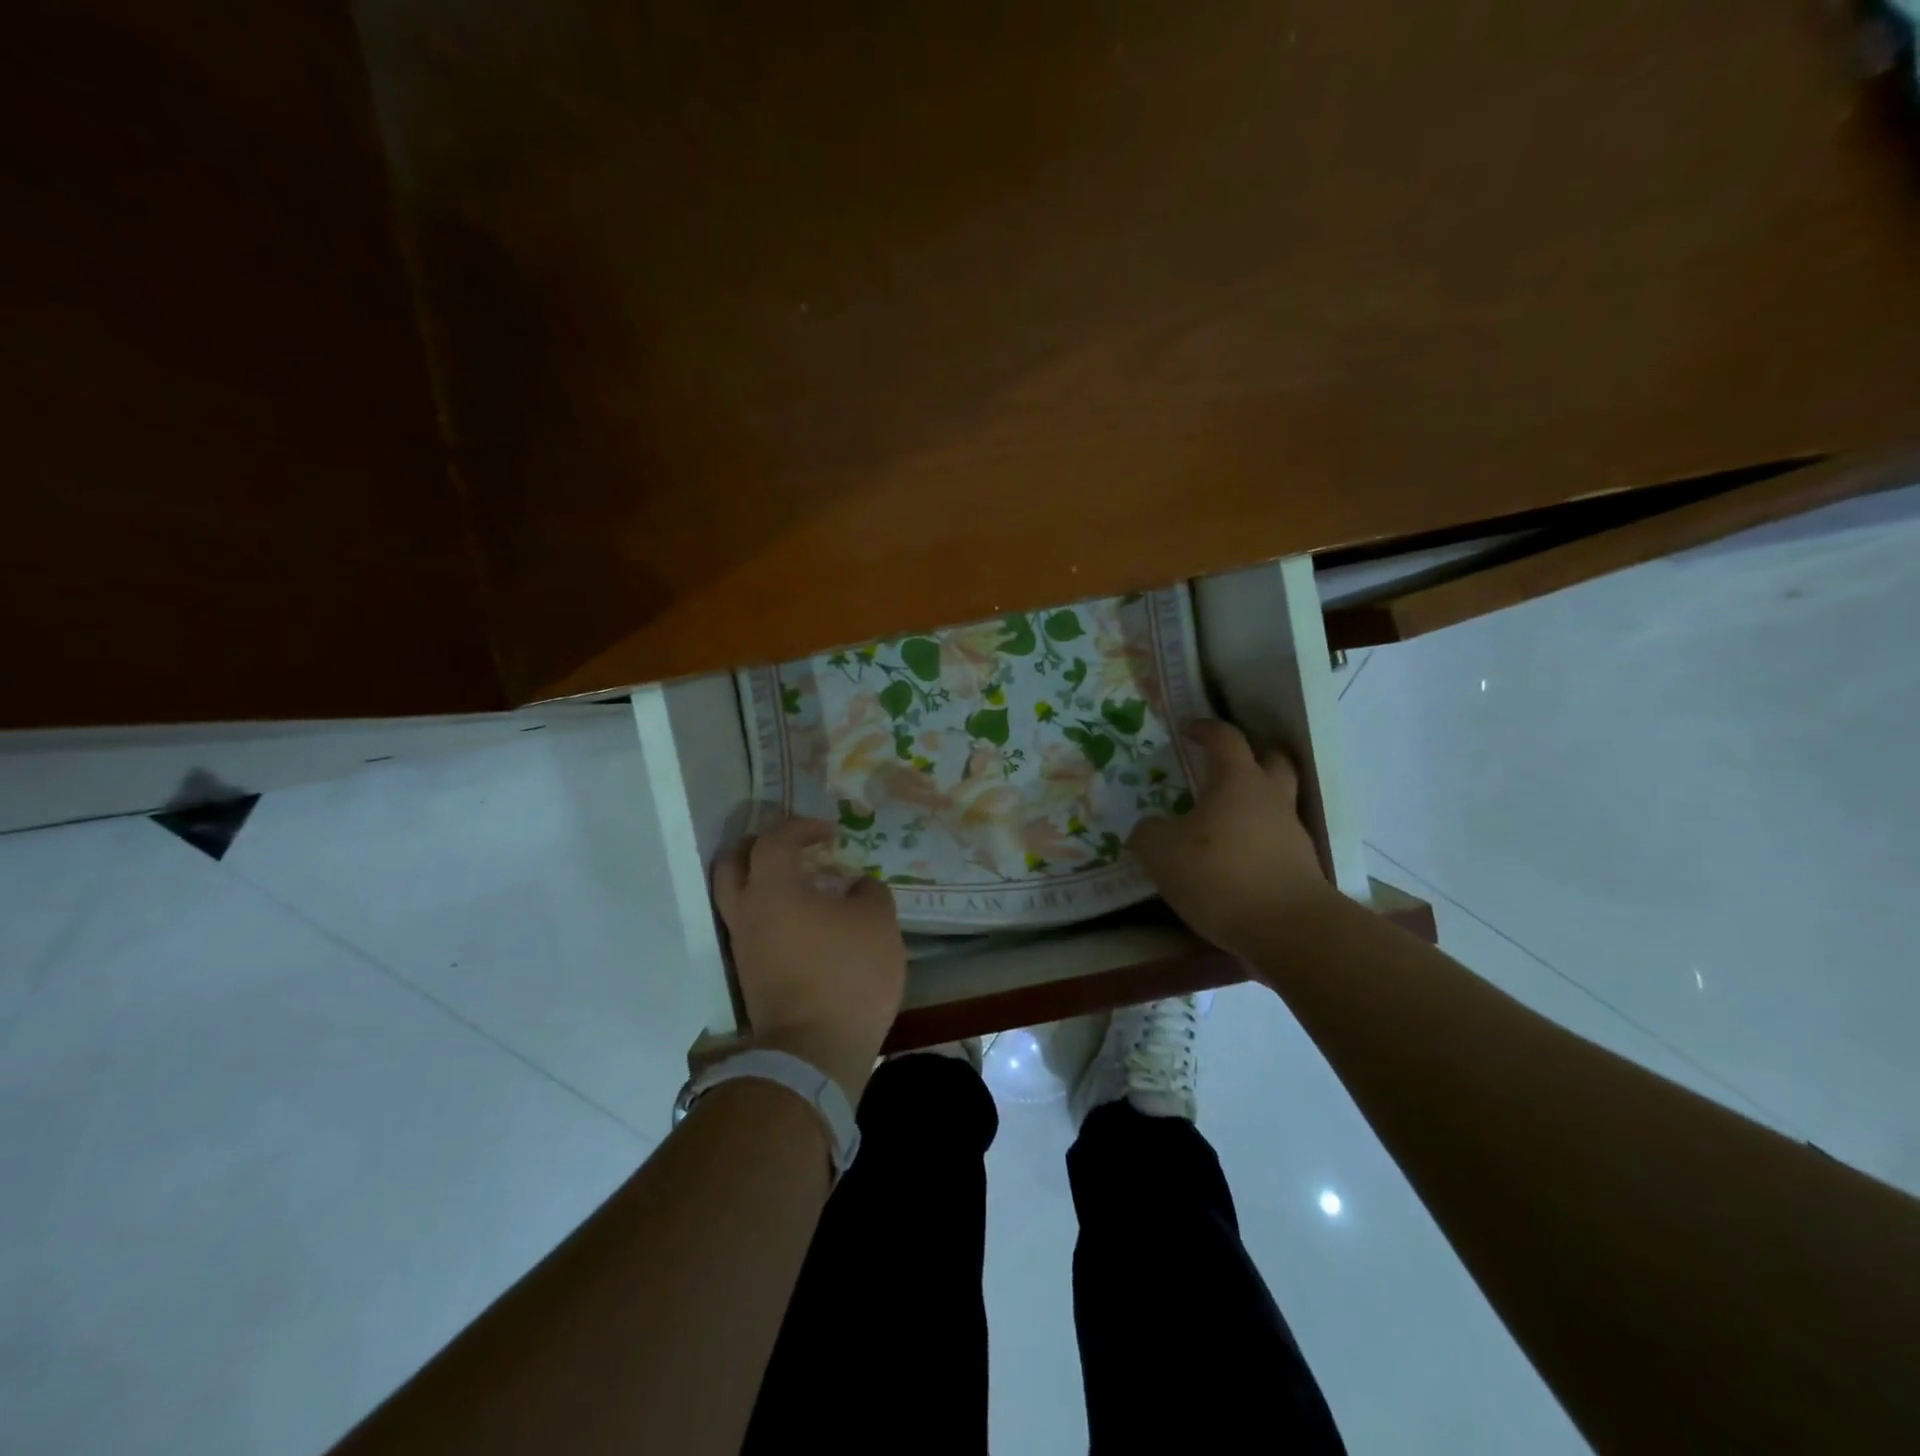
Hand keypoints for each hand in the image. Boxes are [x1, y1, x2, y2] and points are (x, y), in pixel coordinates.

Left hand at [712, 816, 906, 1101]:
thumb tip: (856, 886)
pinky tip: (805, 920)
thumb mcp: (878, 922)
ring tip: (802, 884)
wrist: (814, 1052)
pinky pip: (752, 926)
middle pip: (732, 863)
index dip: (802, 827)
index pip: (775, 840)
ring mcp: (743, 946)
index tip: (830, 833)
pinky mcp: (749, 974)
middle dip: (760, 846)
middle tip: (792, 847)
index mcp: (772, 889)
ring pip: (737, 898)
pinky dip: (771, 911)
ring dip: (763, 881)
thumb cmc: (847, 975)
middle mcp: (747, 912)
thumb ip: (869, 891)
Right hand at [1128, 719, 1336, 956]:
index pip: (1226, 738)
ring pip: (1278, 801)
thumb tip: (1148, 828)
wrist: (1288, 930)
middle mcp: (1271, 798)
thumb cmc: (1220, 876)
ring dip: (1256, 802)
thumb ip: (1148, 834)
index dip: (1206, 729)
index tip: (1188, 729)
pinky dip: (1259, 840)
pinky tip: (1236, 859)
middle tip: (1224, 765)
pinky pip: (1278, 839)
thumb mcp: (1162, 854)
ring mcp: (1292, 833)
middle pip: (1272, 759)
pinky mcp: (1302, 866)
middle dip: (1251, 755)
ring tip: (1224, 820)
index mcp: (1238, 782)